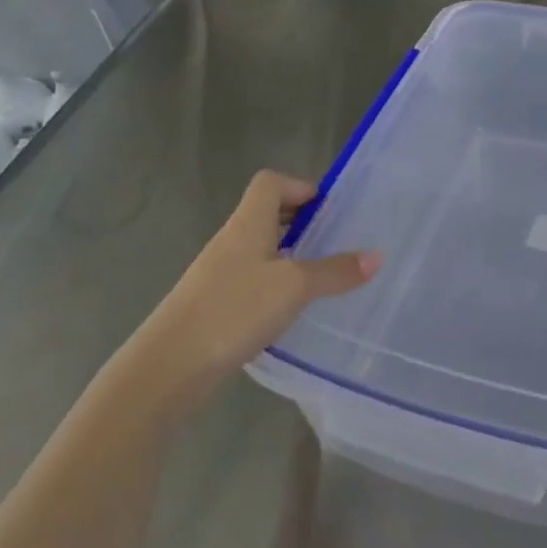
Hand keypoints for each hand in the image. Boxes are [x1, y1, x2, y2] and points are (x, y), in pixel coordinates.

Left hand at [141, 170, 379, 402]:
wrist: (170, 365)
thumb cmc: (234, 310)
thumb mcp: (294, 287)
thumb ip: (335, 271)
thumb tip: (376, 256)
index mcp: (247, 224)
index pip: (270, 183)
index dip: (300, 187)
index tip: (329, 212)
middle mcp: (231, 241)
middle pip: (266, 214)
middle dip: (301, 223)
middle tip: (334, 243)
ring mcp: (219, 273)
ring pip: (260, 249)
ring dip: (289, 255)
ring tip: (320, 278)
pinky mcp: (215, 303)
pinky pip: (252, 279)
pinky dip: (275, 284)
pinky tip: (291, 310)